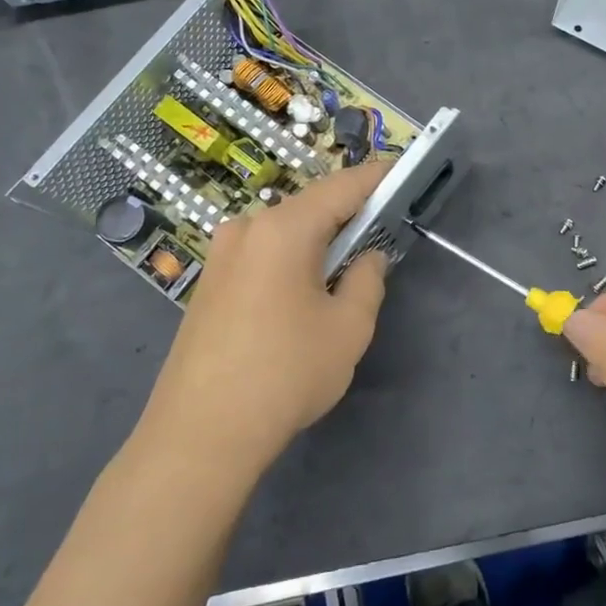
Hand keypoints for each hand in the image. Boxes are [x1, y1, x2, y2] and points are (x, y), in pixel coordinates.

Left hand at [140, 161, 392, 481]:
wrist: (201, 434)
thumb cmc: (286, 374)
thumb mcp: (348, 328)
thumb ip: (367, 280)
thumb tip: (368, 258)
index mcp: (283, 229)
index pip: (342, 187)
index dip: (377, 178)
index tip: (404, 172)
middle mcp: (246, 229)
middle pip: (310, 208)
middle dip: (349, 214)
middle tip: (383, 228)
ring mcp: (221, 256)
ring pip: (285, 233)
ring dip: (319, 240)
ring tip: (348, 265)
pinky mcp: (209, 284)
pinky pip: (263, 255)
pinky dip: (293, 259)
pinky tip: (306, 290)